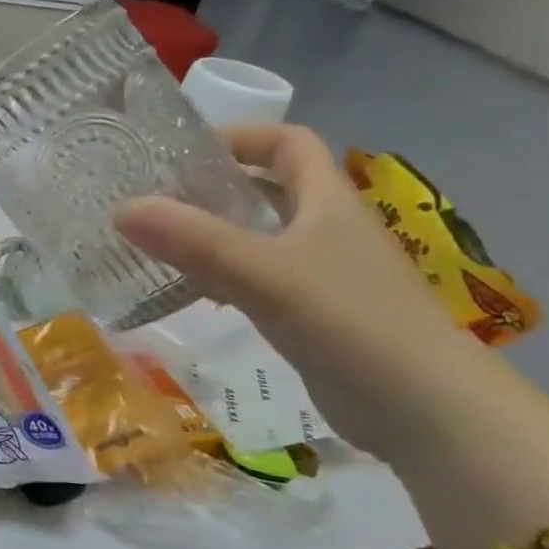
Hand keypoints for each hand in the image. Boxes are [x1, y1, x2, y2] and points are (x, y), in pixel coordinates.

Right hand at [115, 124, 487, 464]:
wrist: (428, 411)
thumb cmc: (351, 321)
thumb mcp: (264, 272)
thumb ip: (193, 239)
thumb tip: (121, 207)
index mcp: (327, 201)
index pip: (288, 143)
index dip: (240, 137)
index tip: (184, 152)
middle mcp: (326, 229)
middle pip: (267, 188)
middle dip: (212, 187)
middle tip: (153, 197)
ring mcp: (322, 274)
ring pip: (258, 236)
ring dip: (211, 233)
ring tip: (155, 240)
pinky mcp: (313, 314)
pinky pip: (256, 279)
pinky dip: (220, 276)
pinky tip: (187, 291)